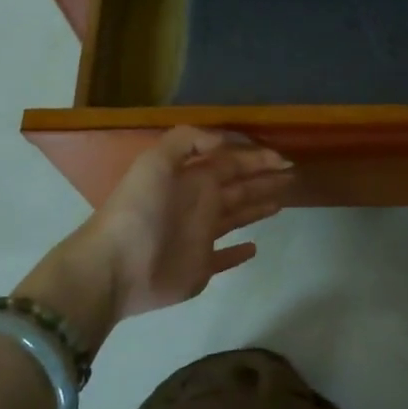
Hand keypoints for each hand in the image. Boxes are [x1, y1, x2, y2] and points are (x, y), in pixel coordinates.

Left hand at [14, 127, 292, 353]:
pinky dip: (239, 253)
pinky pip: (224, 258)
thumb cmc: (139, 210)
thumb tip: (226, 140)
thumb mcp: (156, 161)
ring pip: (236, 216)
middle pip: (238, 187)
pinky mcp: (200, 268)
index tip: (284, 157)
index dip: (257, 158)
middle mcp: (199, 203)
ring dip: (258, 206)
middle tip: (293, 175)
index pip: (231, 162)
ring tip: (283, 200)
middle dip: (264, 179)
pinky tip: (255, 247)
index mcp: (191, 178)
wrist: (114, 266)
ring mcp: (200, 237)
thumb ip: (188, 140)